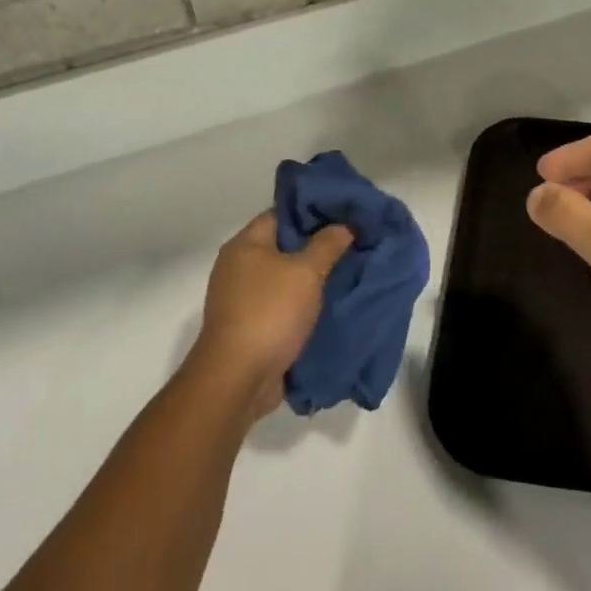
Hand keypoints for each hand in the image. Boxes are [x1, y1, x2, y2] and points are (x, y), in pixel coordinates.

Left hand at [191, 211, 352, 420]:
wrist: (237, 379)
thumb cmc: (270, 313)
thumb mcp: (306, 272)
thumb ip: (328, 244)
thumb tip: (345, 224)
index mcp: (245, 244)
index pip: (282, 213)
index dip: (313, 211)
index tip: (344, 214)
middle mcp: (239, 266)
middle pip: (284, 245)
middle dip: (317, 245)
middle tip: (352, 242)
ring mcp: (242, 298)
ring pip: (285, 277)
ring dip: (312, 278)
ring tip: (348, 271)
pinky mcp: (250, 326)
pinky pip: (282, 304)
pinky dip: (303, 303)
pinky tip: (331, 302)